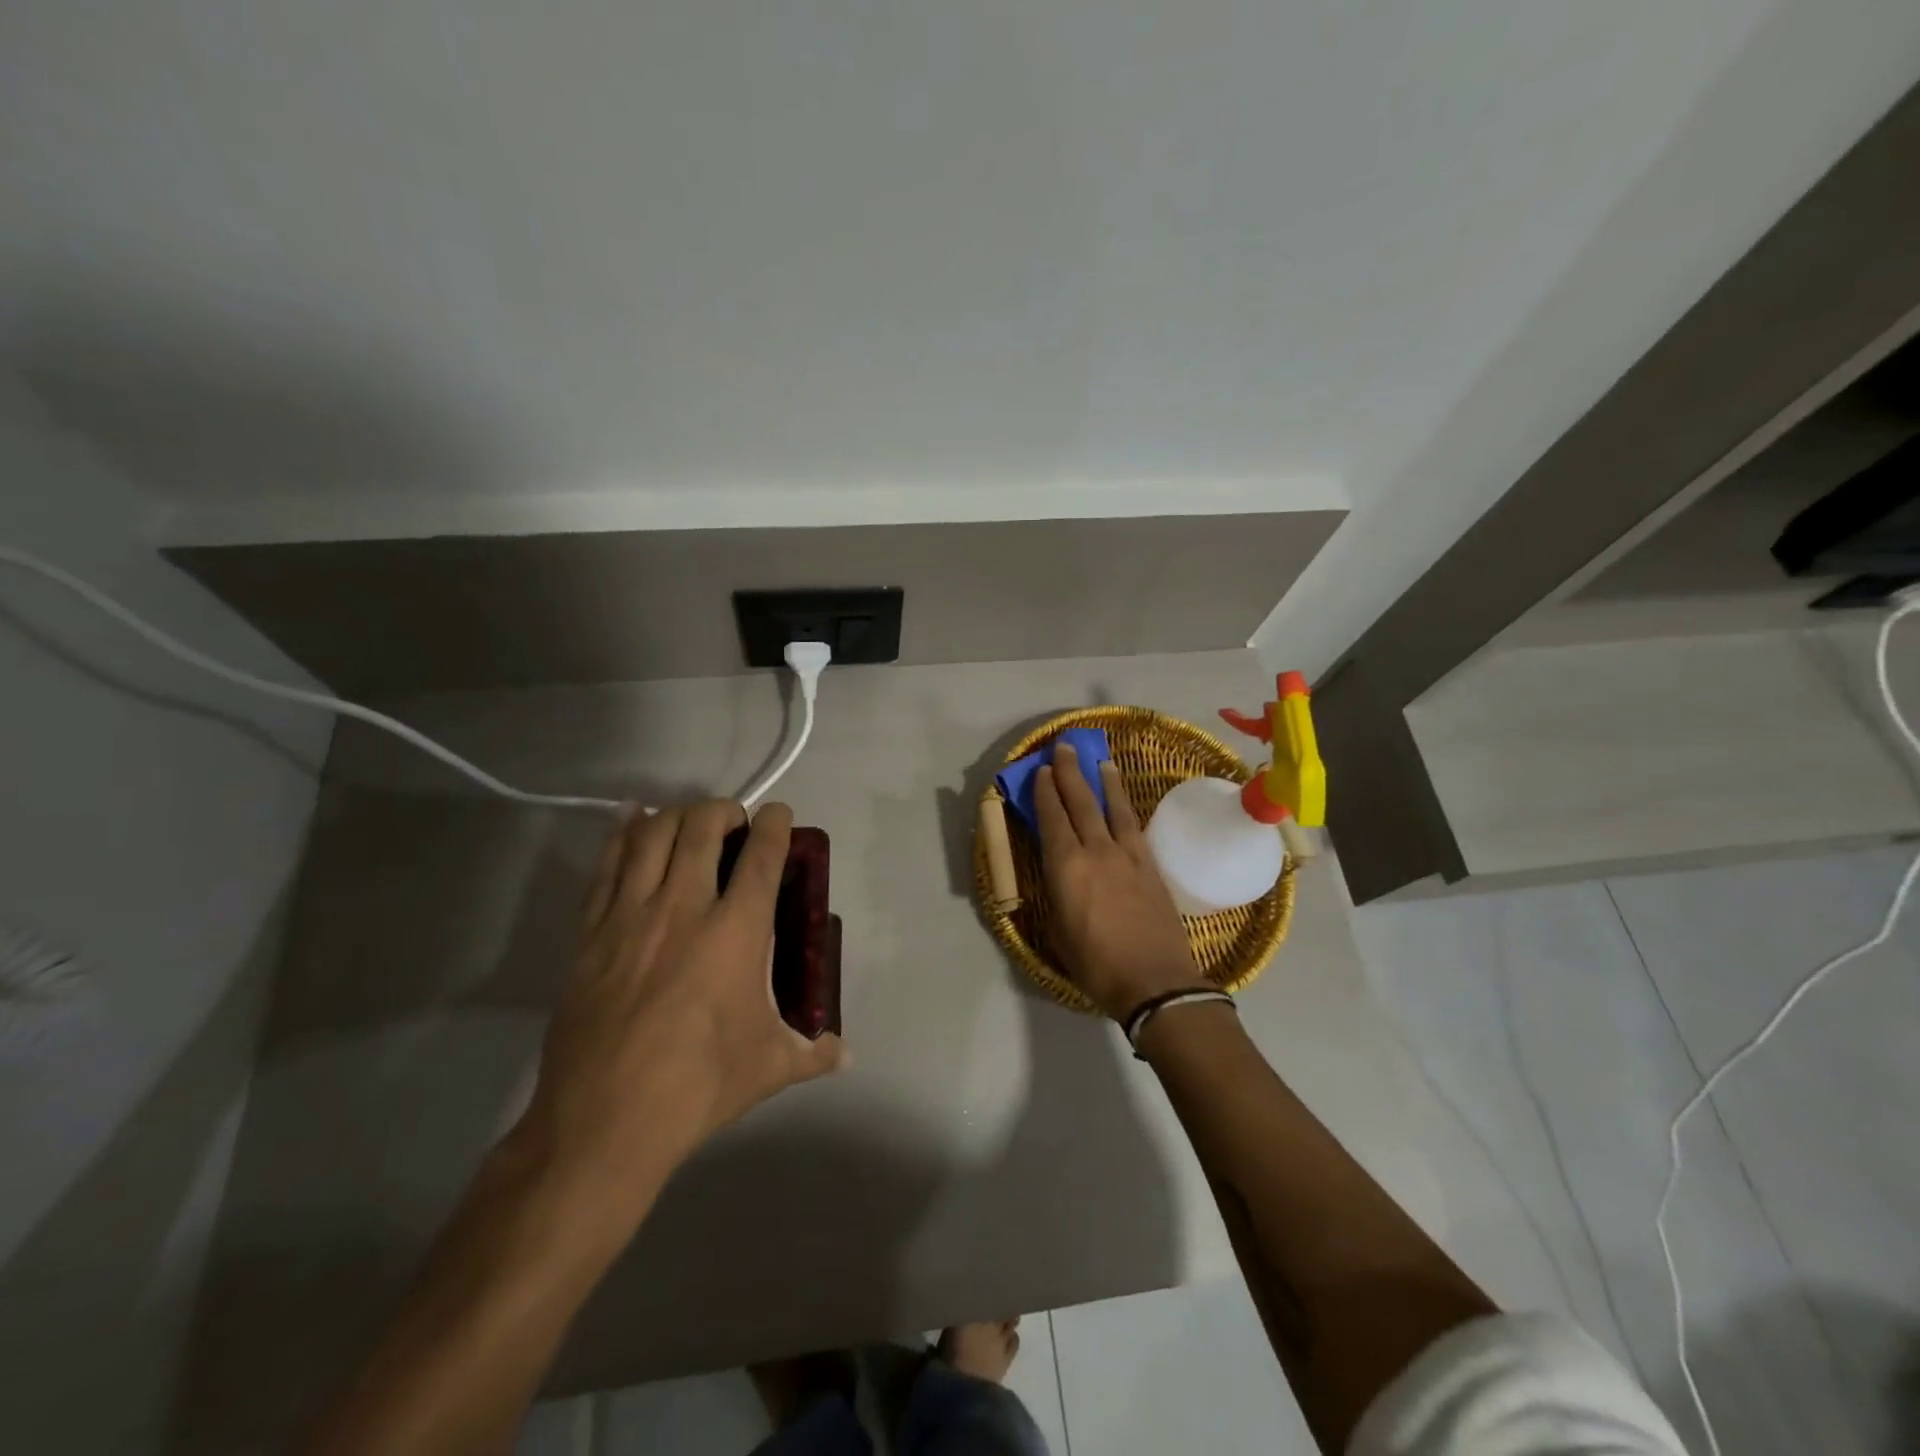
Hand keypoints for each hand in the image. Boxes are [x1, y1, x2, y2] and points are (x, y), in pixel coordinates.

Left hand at [515, 800, 844, 1215]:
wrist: (605, 1122)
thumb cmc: (699, 1085)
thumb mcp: (768, 1067)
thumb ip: (813, 1053)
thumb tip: (847, 1056)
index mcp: (736, 932)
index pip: (761, 856)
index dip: (774, 825)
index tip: (778, 814)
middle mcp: (684, 908)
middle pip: (702, 828)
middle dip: (723, 810)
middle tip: (734, 821)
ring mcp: (631, 916)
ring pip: (652, 836)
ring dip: (677, 814)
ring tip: (690, 819)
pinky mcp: (590, 933)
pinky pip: (606, 865)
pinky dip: (623, 832)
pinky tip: (632, 816)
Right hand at [1035, 742, 1207, 1020]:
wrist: (1155, 981)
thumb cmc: (1096, 965)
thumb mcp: (1059, 932)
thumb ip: (1056, 895)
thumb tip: (1058, 876)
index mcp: (1066, 868)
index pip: (1052, 818)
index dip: (1045, 792)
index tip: (1041, 770)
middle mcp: (1096, 851)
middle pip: (1081, 802)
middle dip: (1069, 773)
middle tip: (1064, 748)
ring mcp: (1127, 855)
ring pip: (1113, 807)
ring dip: (1104, 781)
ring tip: (1099, 760)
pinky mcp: (1151, 865)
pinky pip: (1135, 825)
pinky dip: (1126, 806)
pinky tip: (1123, 800)